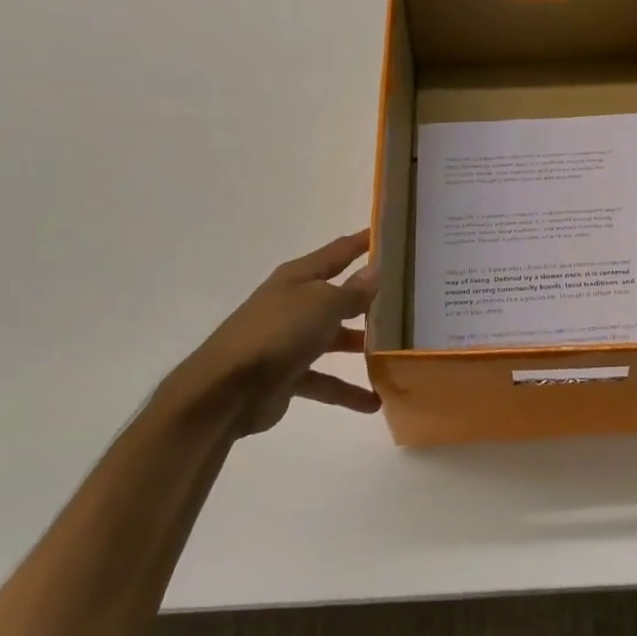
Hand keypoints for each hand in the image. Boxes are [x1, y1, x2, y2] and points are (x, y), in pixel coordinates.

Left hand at [151, 230, 379, 441]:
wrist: (227, 389)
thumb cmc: (279, 332)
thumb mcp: (323, 304)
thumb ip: (352, 291)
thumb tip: (375, 272)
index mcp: (299, 278)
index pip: (338, 252)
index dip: (363, 242)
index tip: (392, 234)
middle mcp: (295, 304)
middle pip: (339, 296)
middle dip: (370, 299)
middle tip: (409, 300)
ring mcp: (290, 340)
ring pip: (335, 339)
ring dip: (362, 345)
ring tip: (398, 352)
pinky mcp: (288, 375)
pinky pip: (325, 380)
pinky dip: (347, 391)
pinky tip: (374, 402)